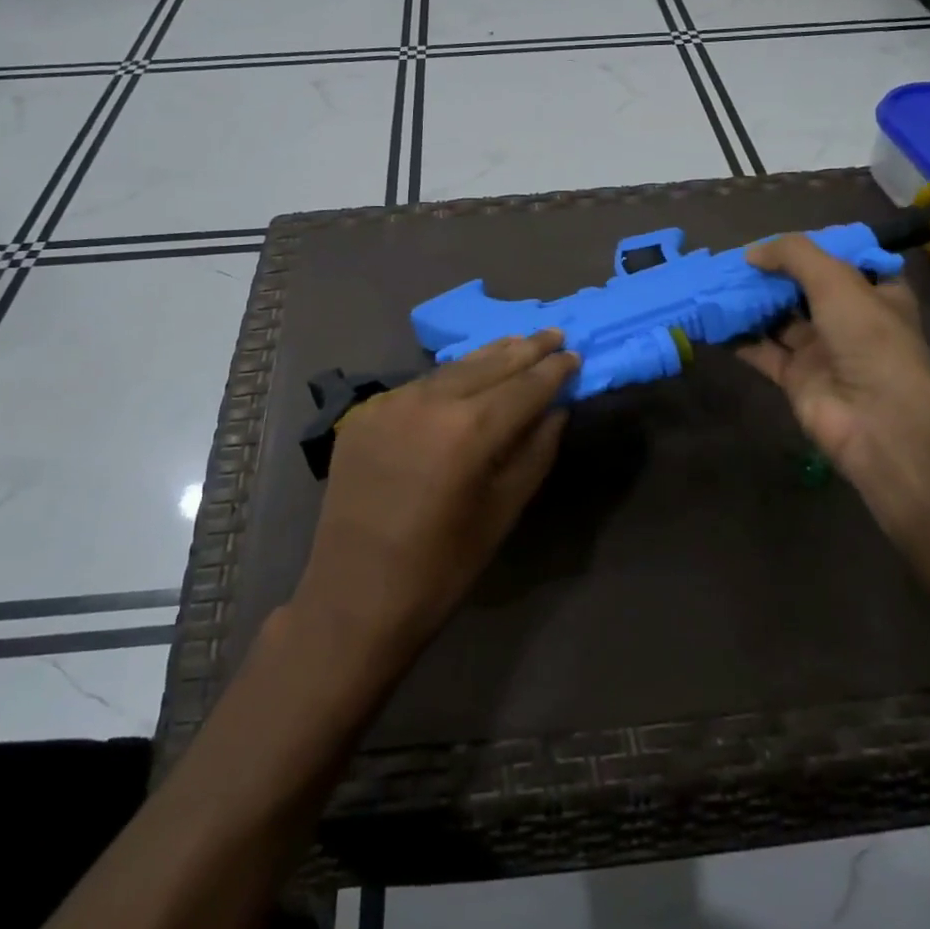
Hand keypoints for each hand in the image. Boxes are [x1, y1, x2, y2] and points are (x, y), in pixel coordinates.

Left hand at [293, 331, 577, 659]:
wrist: (355, 596)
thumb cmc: (442, 567)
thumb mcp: (503, 512)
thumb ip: (535, 452)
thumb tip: (556, 410)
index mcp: (469, 430)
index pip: (524, 386)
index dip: (553, 370)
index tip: (574, 354)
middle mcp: (429, 402)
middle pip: (488, 364)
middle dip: (524, 349)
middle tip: (552, 332)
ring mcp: (390, 403)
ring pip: (450, 369)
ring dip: (487, 357)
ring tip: (516, 343)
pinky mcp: (364, 413)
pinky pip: (417, 386)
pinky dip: (448, 379)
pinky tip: (464, 378)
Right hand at [736, 235, 929, 487]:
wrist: (877, 420)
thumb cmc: (869, 339)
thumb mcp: (837, 281)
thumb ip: (793, 255)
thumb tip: (751, 253)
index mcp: (876, 293)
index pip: (844, 261)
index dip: (813, 248)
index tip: (778, 239)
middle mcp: (849, 319)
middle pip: (804, 289)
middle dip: (772, 274)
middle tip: (734, 260)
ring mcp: (821, 350)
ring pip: (779, 319)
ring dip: (751, 303)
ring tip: (715, 283)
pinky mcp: (795, 377)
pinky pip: (761, 351)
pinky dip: (738, 337)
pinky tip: (712, 320)